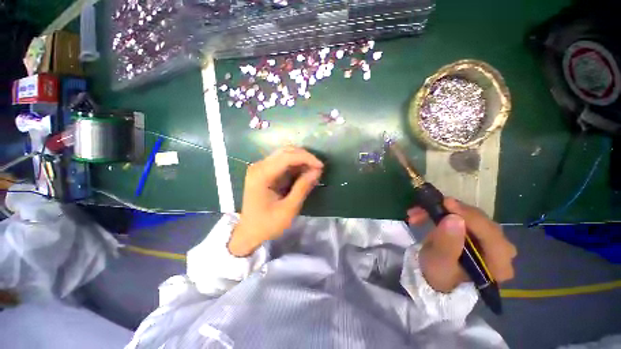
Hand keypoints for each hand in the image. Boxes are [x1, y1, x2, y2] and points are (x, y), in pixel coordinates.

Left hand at [228, 147, 323, 256]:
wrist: (249, 232)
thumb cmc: (267, 224)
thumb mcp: (288, 209)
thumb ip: (302, 188)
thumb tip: (317, 171)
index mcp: (261, 175)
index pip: (287, 157)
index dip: (307, 158)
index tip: (321, 166)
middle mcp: (259, 166)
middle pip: (286, 152)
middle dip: (305, 157)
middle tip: (318, 168)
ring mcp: (261, 168)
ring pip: (285, 155)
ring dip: (301, 160)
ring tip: (313, 171)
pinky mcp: (265, 171)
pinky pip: (283, 162)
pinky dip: (296, 166)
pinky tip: (304, 173)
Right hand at [407, 198, 515, 292]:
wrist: (433, 277)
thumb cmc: (438, 275)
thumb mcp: (439, 263)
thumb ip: (447, 244)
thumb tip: (454, 218)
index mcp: (499, 264)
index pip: (491, 235)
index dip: (469, 216)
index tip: (446, 203)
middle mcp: (501, 250)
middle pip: (481, 222)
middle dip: (451, 212)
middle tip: (427, 207)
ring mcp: (489, 239)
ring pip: (469, 215)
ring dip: (442, 211)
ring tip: (416, 214)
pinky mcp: (476, 231)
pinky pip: (462, 215)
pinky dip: (441, 212)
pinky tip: (423, 215)